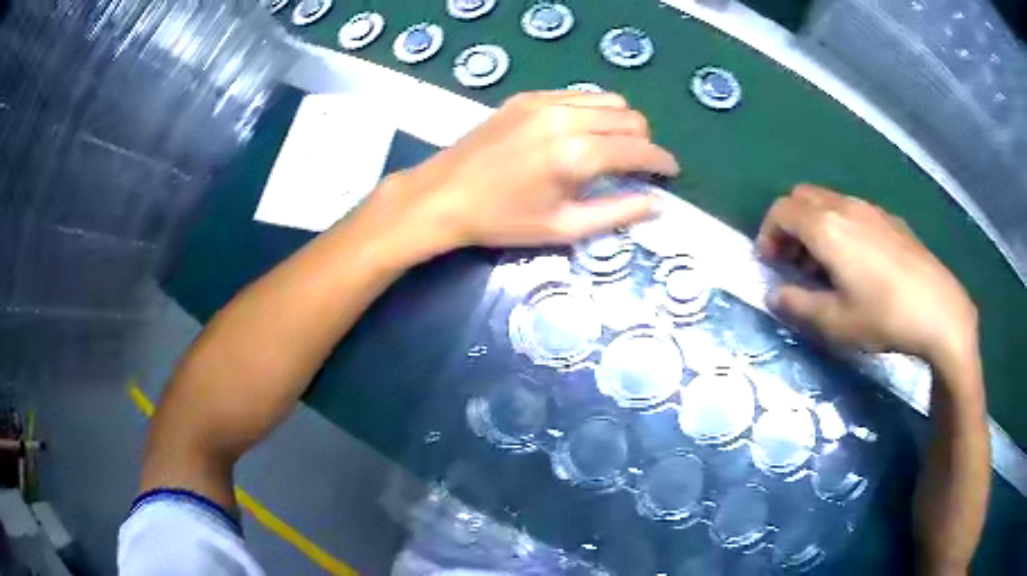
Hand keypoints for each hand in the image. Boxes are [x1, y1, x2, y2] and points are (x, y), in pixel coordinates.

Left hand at [363, 91, 678, 263]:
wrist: (443, 196)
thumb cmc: (502, 220)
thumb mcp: (564, 227)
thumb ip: (617, 213)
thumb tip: (657, 203)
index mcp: (577, 154)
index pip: (640, 149)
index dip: (662, 162)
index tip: (670, 173)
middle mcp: (566, 118)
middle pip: (630, 117)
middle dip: (643, 141)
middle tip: (638, 166)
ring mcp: (545, 102)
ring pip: (607, 100)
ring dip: (621, 122)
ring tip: (612, 148)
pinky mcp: (527, 97)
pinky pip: (577, 95)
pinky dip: (592, 111)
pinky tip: (580, 133)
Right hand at [756, 185, 977, 370]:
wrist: (939, 310)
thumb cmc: (884, 316)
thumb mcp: (835, 322)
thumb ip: (798, 305)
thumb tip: (774, 295)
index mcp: (827, 227)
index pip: (781, 210)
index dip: (767, 233)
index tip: (769, 262)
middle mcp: (846, 207)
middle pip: (803, 197)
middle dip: (789, 225)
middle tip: (793, 262)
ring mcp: (871, 210)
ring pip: (829, 202)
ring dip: (815, 226)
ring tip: (824, 266)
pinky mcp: (891, 220)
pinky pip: (854, 212)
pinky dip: (840, 227)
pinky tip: (857, 263)